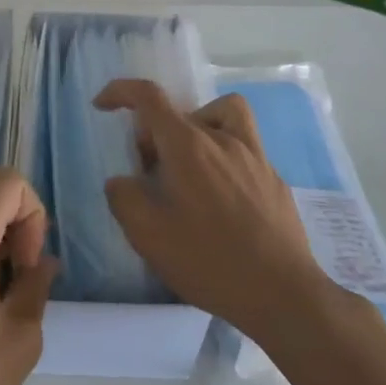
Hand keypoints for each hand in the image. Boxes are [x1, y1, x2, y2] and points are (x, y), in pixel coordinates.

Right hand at [96, 79, 329, 343]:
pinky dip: (223, 154)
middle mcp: (222, 139)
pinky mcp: (274, 178)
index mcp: (188, 146)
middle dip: (155, 132)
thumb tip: (122, 181)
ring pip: (223, 115)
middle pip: (181, 111)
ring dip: (198, 126)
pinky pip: (244, 146)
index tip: (103, 105)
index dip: (121, 92)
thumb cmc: (209, 261)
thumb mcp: (148, 236)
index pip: (149, 97)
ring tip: (189, 165)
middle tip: (148, 172)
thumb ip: (124, 198)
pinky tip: (220, 196)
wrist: (282, 293)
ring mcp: (254, 156)